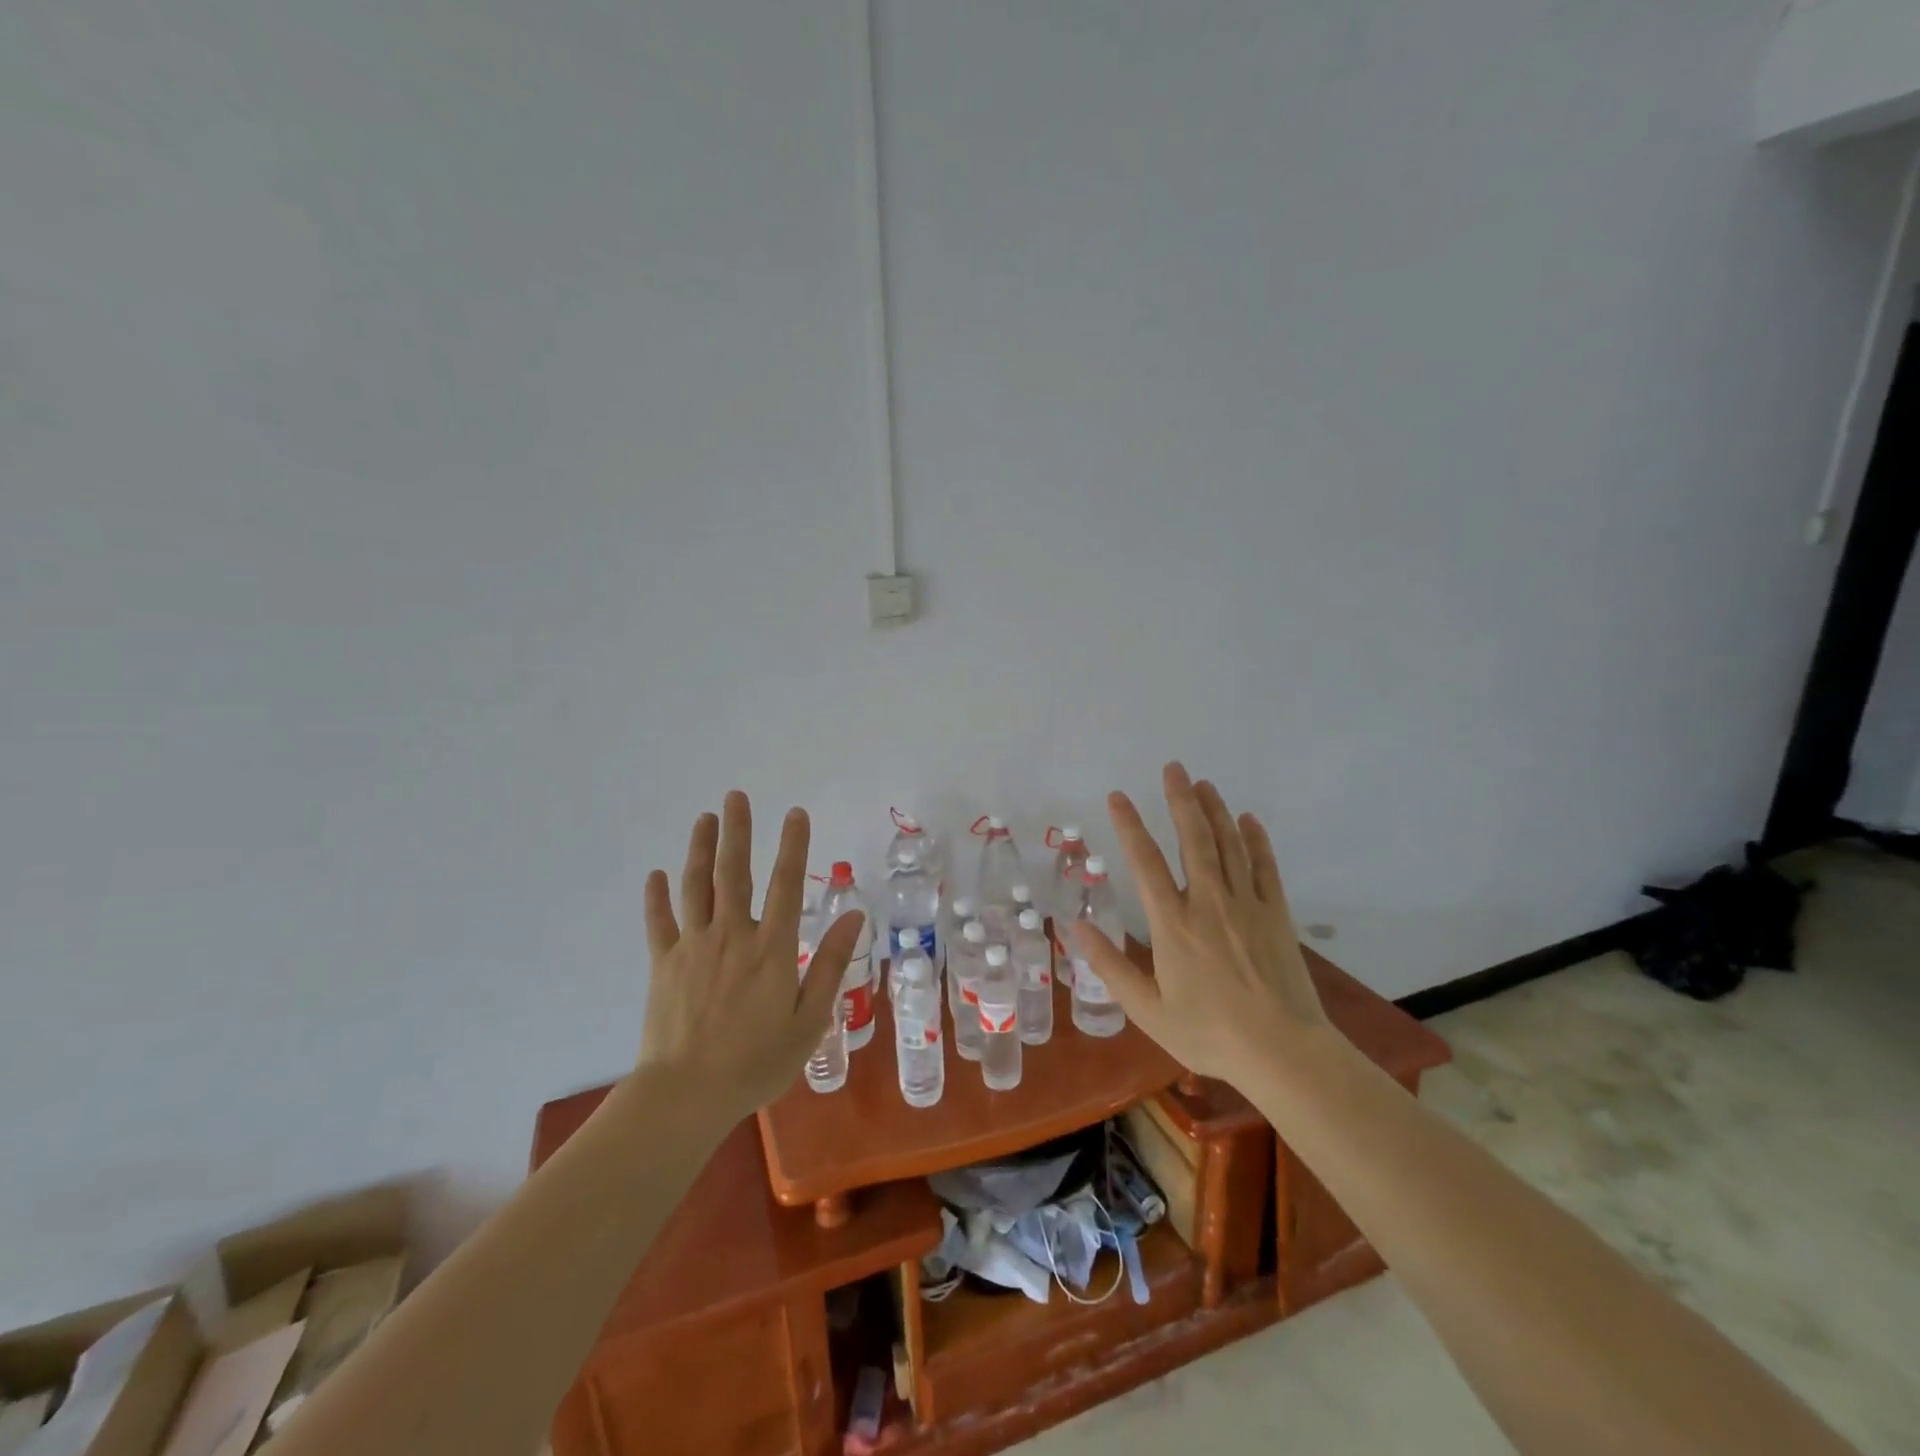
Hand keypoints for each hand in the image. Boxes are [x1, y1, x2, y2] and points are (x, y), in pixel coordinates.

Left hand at [638, 791, 863, 1117]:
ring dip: (700, 849)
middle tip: (735, 796)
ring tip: (704, 818)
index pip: (787, 884)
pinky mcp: (663, 964)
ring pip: (696, 887)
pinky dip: (656, 897)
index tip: (795, 813)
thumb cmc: (757, 1061)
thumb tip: (854, 914)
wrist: (688, 1095)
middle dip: (737, 831)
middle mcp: (733, 935)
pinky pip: (659, 923)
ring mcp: (693, 946)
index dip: (793, 846)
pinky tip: (656, 874)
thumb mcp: (810, 1020)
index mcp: (772, 948)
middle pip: (734, 873)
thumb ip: (831, 964)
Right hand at [1071, 762, 1327, 1085]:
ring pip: (1228, 844)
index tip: (1118, 796)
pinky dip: (1256, 840)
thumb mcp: (1148, 1009)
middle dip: (1180, 799)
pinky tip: (1248, 820)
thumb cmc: (1209, 1033)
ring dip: (1215, 810)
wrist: (1282, 1052)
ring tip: (1203, 783)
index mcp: (1172, 923)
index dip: (1129, 825)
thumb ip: (1110, 966)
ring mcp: (1246, 904)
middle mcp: (1207, 902)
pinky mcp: (1276, 914)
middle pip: (1192, 838)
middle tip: (1173, 768)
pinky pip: (1265, 866)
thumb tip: (1076, 928)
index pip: (1145, 862)